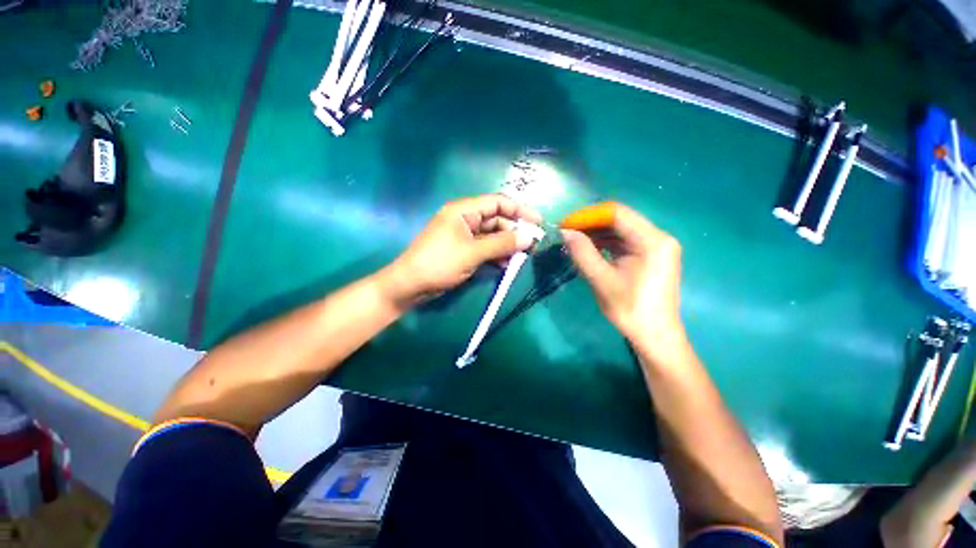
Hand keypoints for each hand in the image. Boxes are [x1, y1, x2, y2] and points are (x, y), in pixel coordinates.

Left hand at [380, 195, 541, 307]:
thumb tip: (529, 237)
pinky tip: (505, 265)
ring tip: (520, 259)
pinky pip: (485, 248)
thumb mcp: (473, 252)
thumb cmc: (439, 263)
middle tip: (531, 247)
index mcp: (464, 210)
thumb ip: (502, 244)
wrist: (411, 285)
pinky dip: (496, 255)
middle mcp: (465, 219)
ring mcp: (464, 236)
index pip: (498, 202)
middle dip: (514, 232)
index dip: (519, 210)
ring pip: (493, 236)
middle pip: (497, 220)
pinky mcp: (464, 250)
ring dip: (506, 246)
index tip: (537, 222)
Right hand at [561, 204, 683, 344]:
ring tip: (573, 240)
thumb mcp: (602, 280)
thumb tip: (564, 232)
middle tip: (566, 232)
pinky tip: (588, 248)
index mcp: (652, 241)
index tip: (565, 224)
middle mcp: (658, 237)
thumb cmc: (630, 309)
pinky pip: (624, 241)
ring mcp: (656, 246)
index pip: (617, 213)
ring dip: (596, 233)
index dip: (588, 215)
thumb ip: (583, 253)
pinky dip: (605, 243)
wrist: (655, 335)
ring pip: (621, 230)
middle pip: (620, 219)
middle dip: (590, 223)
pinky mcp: (650, 255)